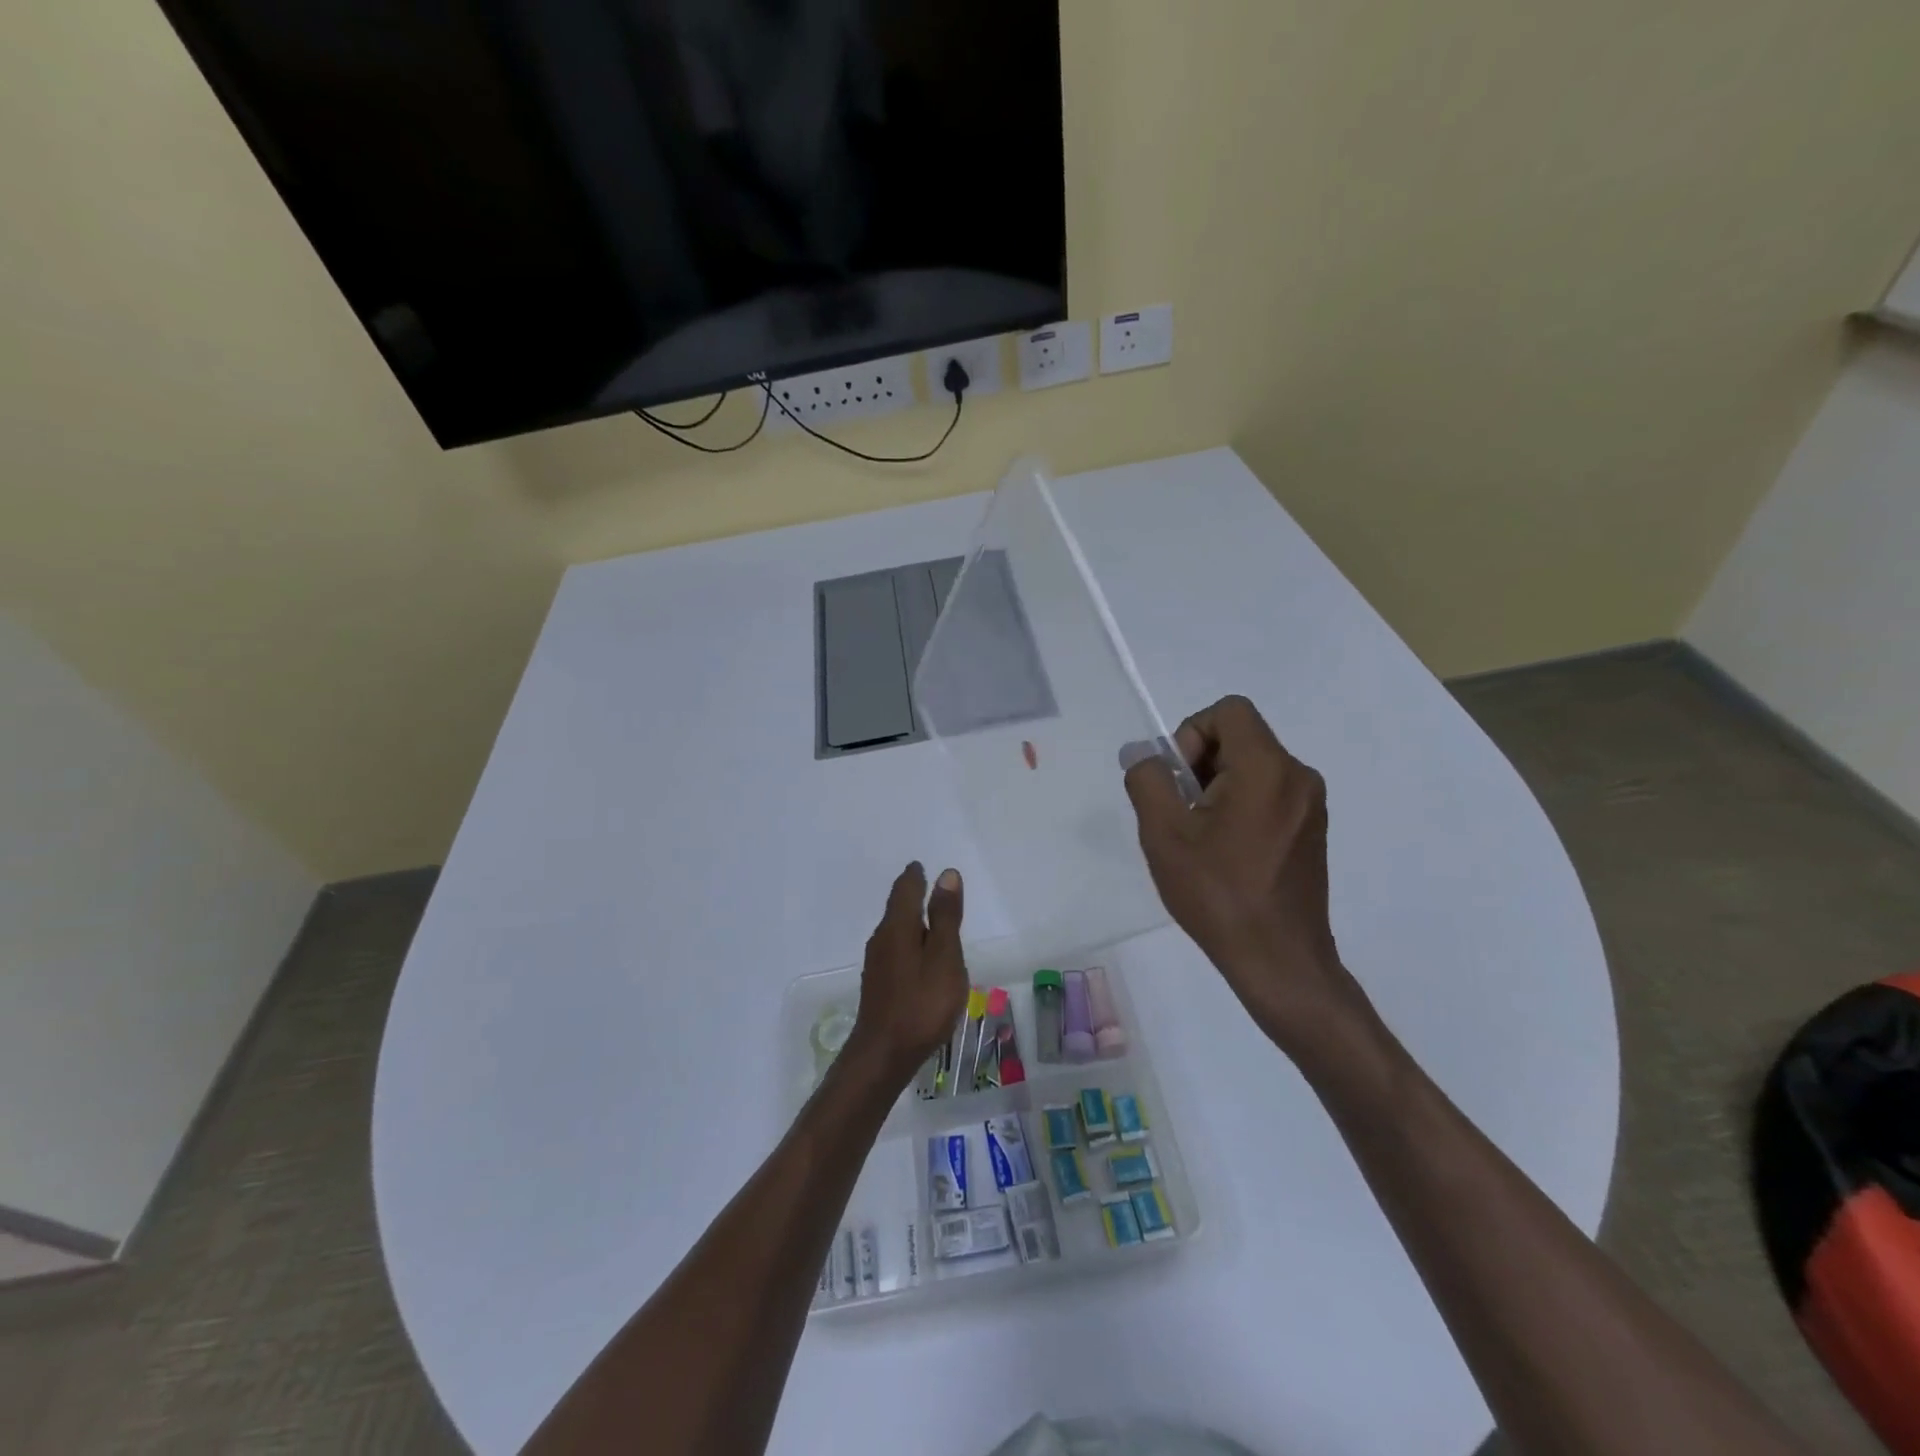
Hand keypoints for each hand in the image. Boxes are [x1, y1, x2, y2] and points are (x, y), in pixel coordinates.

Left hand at [845, 862, 968, 1087]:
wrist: (883, 1055)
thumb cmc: (921, 1004)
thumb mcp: (944, 957)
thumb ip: (945, 917)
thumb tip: (946, 874)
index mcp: (898, 927)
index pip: (905, 890)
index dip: (915, 876)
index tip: (921, 866)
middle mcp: (882, 939)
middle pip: (897, 909)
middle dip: (911, 896)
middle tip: (926, 886)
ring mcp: (876, 964)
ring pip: (895, 932)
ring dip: (910, 921)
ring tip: (929, 921)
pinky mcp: (878, 985)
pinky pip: (895, 951)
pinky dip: (909, 943)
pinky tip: (919, 958)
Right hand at [1123, 696, 1359, 1049]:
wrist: (1278, 960)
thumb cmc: (1218, 893)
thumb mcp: (1164, 833)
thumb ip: (1148, 780)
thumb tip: (1144, 755)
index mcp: (1267, 767)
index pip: (1228, 711)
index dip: (1192, 733)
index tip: (1179, 782)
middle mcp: (1298, 776)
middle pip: (1240, 737)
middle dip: (1201, 764)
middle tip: (1182, 814)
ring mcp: (1311, 805)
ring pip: (1253, 767)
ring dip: (1218, 788)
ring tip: (1201, 839)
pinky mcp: (1312, 830)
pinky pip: (1269, 794)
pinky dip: (1240, 807)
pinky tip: (1226, 853)